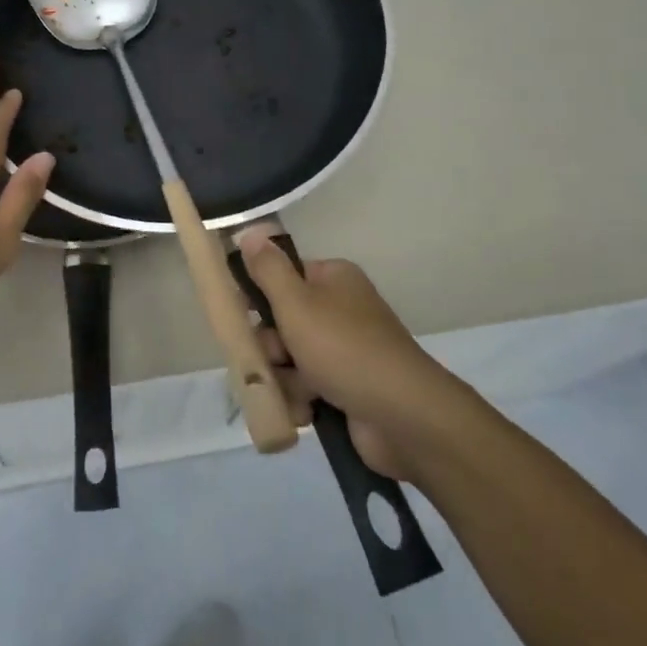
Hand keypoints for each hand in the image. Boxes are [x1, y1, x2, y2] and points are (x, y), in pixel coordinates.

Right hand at [237, 230, 472, 480]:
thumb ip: (268, 269)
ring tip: (297, 393)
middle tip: (275, 360)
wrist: (401, 415)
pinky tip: (306, 412)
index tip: (245, 317)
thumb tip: (249, 230)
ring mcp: (346, 350)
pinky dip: (302, 400)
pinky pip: (308, 387)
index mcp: (333, 279)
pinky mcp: (348, 387)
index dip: (261, 298)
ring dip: (285, 379)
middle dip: (272, 348)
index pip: (284, 278)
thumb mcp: (296, 303)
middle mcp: (341, 309)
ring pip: (291, 359)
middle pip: (283, 322)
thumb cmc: (343, 348)